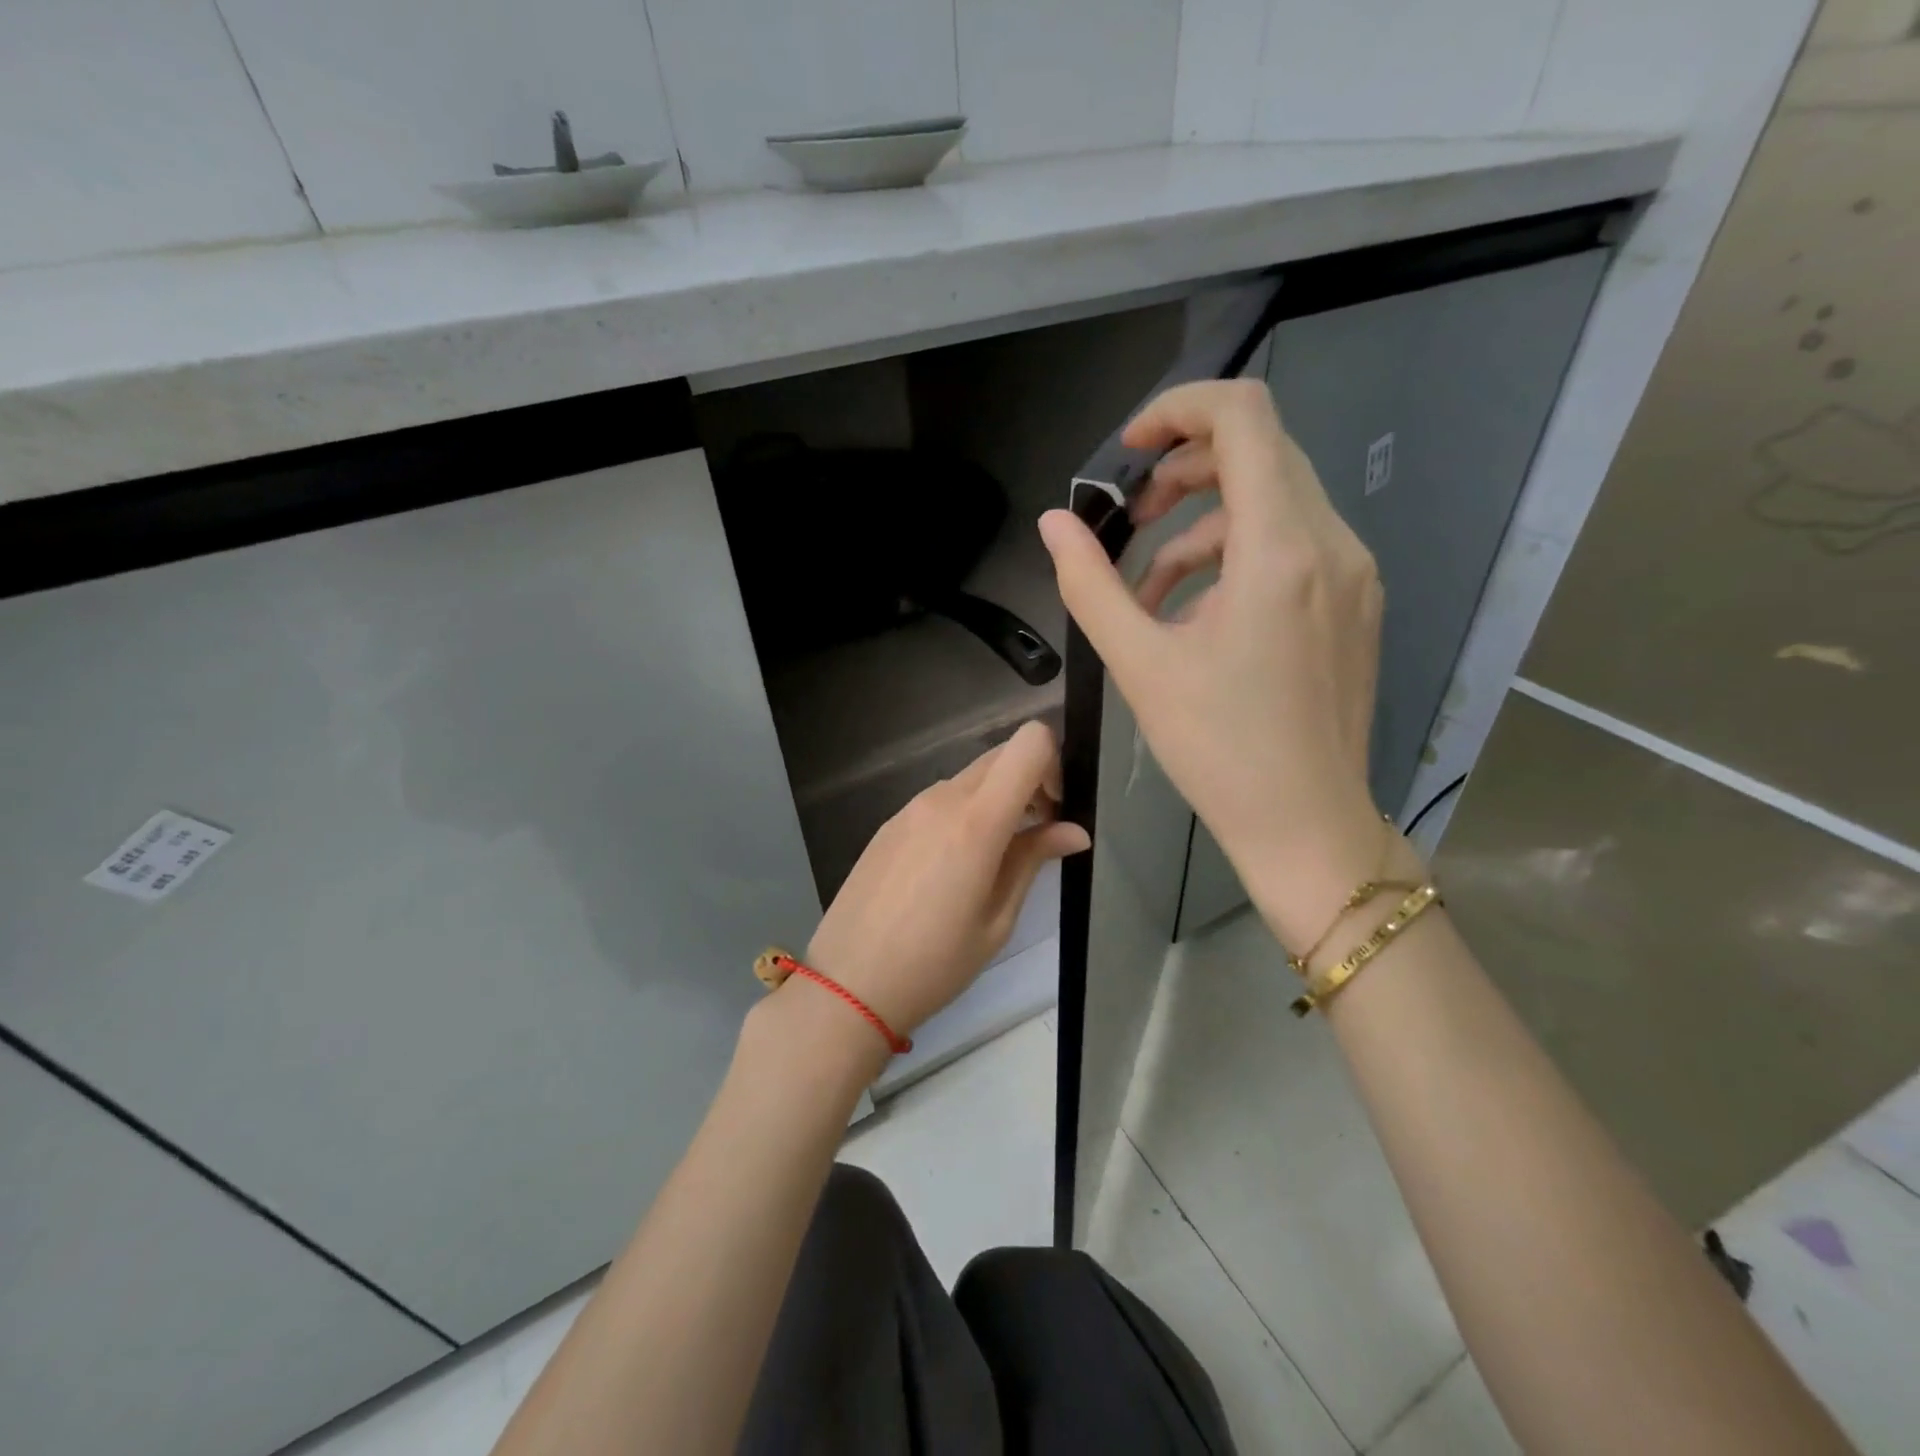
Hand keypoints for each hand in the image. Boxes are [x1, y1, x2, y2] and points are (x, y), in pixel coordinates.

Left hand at [804, 721, 1089, 1038]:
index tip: (1054, 811)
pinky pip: (939, 800)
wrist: (848, 984)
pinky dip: (962, 814)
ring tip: (993, 860)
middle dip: (1029, 782)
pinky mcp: (890, 824)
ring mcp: (910, 808)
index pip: (1029, 743)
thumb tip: (1075, 831)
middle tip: (1034, 837)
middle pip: (1001, 756)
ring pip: (969, 779)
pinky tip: (951, 868)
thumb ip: (1033, 860)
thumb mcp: (997, 920)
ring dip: (995, 800)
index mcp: (976, 820)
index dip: (1054, 764)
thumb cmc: (934, 963)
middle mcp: (942, 799)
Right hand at [1037, 379, 1390, 952]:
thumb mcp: (1139, 664)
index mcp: (1281, 550)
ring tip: (1149, 586)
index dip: (1178, 411)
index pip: (1243, 417)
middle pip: (1260, 453)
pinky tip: (1196, 612)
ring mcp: (1353, 573)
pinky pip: (1293, 545)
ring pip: (1275, 501)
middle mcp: (1332, 544)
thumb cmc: (1218, 749)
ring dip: (1203, 523)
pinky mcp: (1354, 603)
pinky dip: (1237, 556)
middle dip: (1184, 472)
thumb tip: (1053, 524)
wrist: (1306, 824)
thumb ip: (1090, 584)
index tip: (1128, 451)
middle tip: (1128, 519)